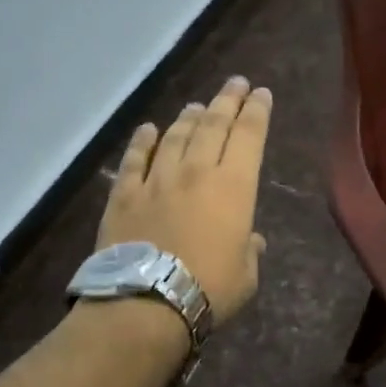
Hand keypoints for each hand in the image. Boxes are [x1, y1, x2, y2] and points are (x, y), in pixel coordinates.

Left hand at [98, 75, 271, 320]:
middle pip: (213, 125)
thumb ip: (250, 251)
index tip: (261, 94)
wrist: (146, 302)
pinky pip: (135, 158)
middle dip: (227, 101)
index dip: (257, 112)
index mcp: (234, 187)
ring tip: (196, 106)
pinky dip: (143, 141)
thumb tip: (251, 240)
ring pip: (176, 136)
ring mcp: (157, 179)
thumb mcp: (245, 276)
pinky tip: (148, 130)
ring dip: (189, 117)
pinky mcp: (124, 193)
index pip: (249, 136)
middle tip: (236, 84)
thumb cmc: (209, 289)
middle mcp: (196, 172)